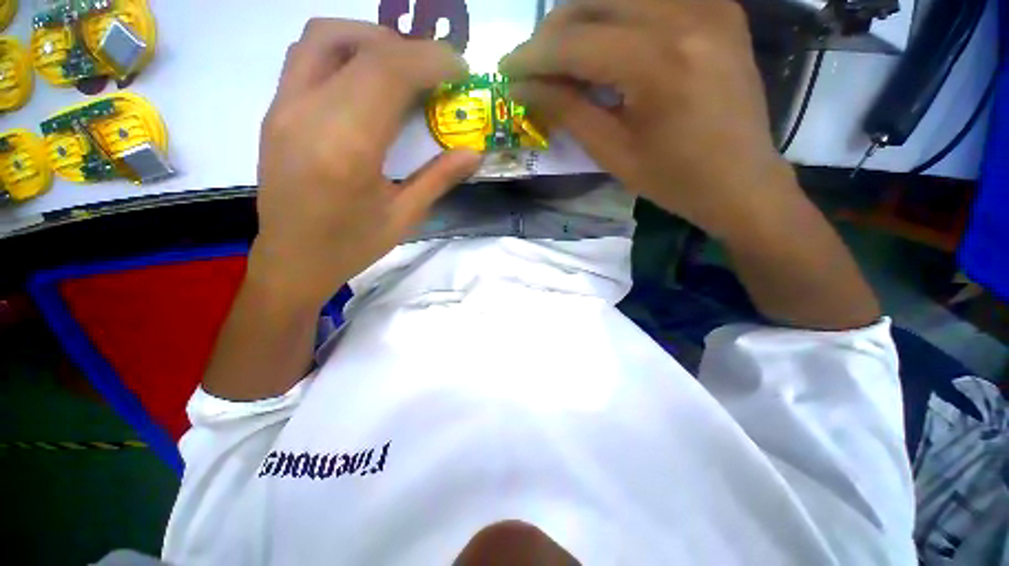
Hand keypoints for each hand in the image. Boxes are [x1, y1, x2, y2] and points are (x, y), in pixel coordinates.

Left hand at [253, 19, 481, 308]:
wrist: (292, 260)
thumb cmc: (352, 246)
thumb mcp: (404, 217)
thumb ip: (440, 178)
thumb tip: (475, 153)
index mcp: (348, 148)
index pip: (389, 72)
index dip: (431, 59)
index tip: (460, 68)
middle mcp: (309, 115)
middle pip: (362, 47)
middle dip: (410, 48)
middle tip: (438, 71)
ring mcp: (283, 108)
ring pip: (325, 38)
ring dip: (372, 39)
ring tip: (404, 67)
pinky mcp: (275, 111)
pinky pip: (307, 57)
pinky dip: (346, 51)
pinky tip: (367, 80)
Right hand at [500, 0, 793, 238]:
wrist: (743, 182)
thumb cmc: (675, 180)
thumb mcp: (613, 153)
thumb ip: (567, 111)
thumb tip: (524, 88)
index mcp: (659, 63)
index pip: (575, 43)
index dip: (532, 56)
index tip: (506, 70)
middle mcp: (687, 15)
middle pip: (595, 0)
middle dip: (552, 32)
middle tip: (532, 65)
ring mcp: (709, 3)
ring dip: (581, 19)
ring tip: (562, 56)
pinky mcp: (719, 7)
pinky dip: (618, 13)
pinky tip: (605, 43)